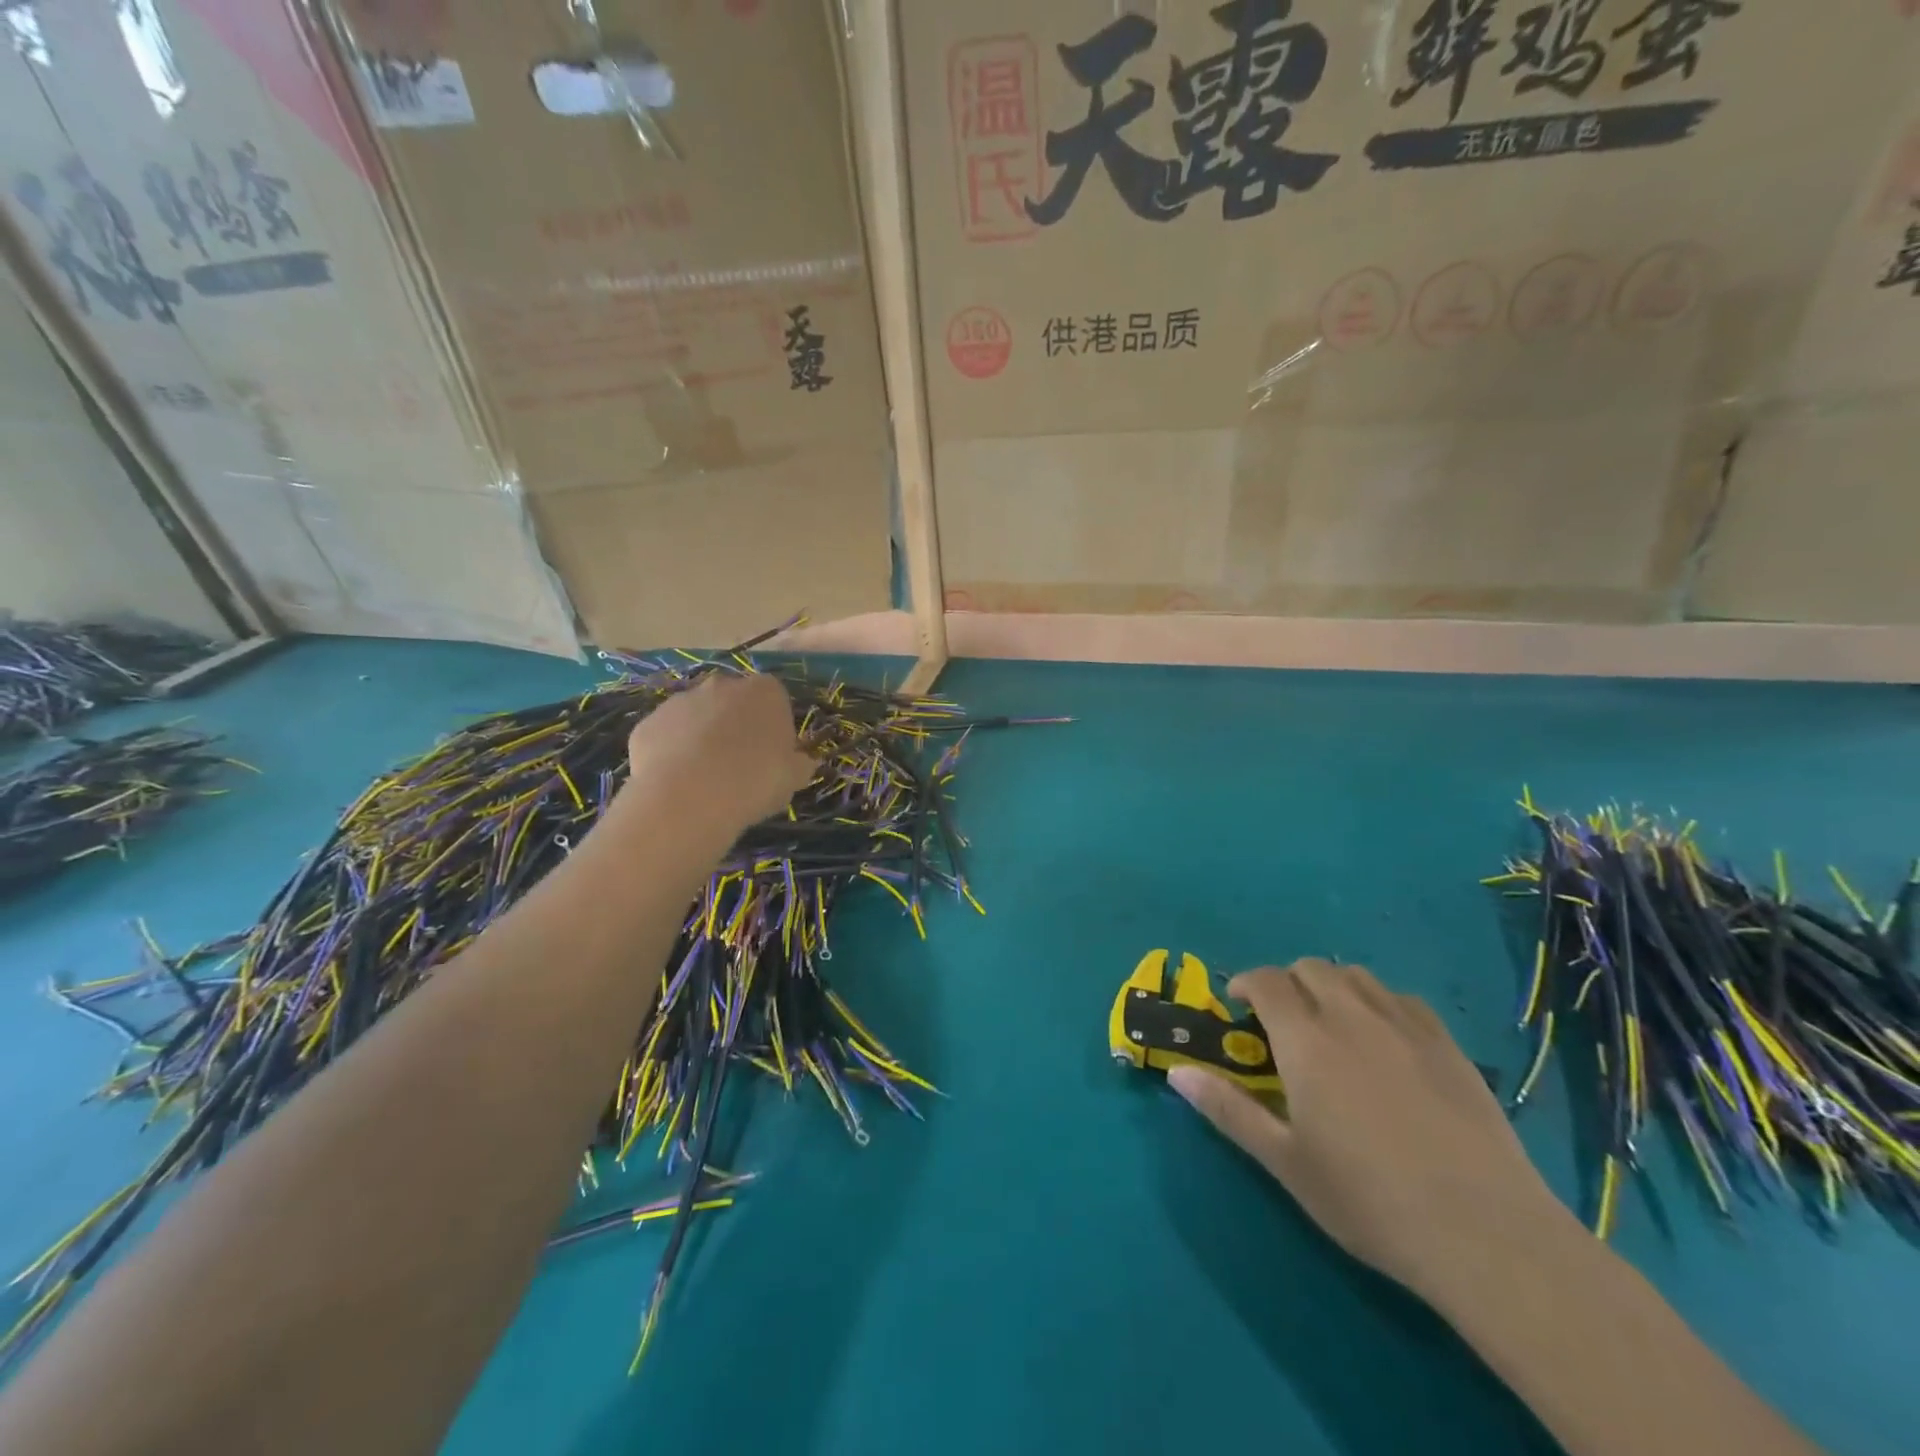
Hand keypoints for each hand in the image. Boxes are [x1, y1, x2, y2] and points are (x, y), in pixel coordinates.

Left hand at [624, 673, 814, 831]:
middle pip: (733, 701)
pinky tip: (678, 782)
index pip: (775, 699)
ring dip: (702, 737)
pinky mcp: (648, 723)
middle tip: (739, 764)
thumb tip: (803, 761)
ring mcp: (680, 700)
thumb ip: (800, 764)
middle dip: (735, 725)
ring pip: (697, 716)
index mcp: (765, 692)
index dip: (774, 726)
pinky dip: (672, 753)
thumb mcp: (794, 778)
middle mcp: (722, 685)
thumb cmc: (755, 781)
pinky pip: (666, 736)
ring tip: (706, 778)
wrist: (690, 797)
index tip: (773, 754)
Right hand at [1168, 960, 1575, 1303]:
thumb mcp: (1285, 1162)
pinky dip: (1380, 1003)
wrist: (1484, 1233)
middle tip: (1284, 1022)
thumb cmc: (1369, 1200)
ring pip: (1357, 976)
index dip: (1246, 983)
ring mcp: (1405, 1026)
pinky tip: (1386, 1040)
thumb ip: (1228, 1109)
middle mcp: (1351, 1016)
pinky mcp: (1448, 1045)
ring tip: (1332, 1024)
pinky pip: (1403, 998)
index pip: (1266, 980)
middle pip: (1310, 968)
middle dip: (1287, 983)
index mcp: (1306, 1040)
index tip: (1238, 1006)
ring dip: (1332, 986)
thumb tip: (1176, 1073)